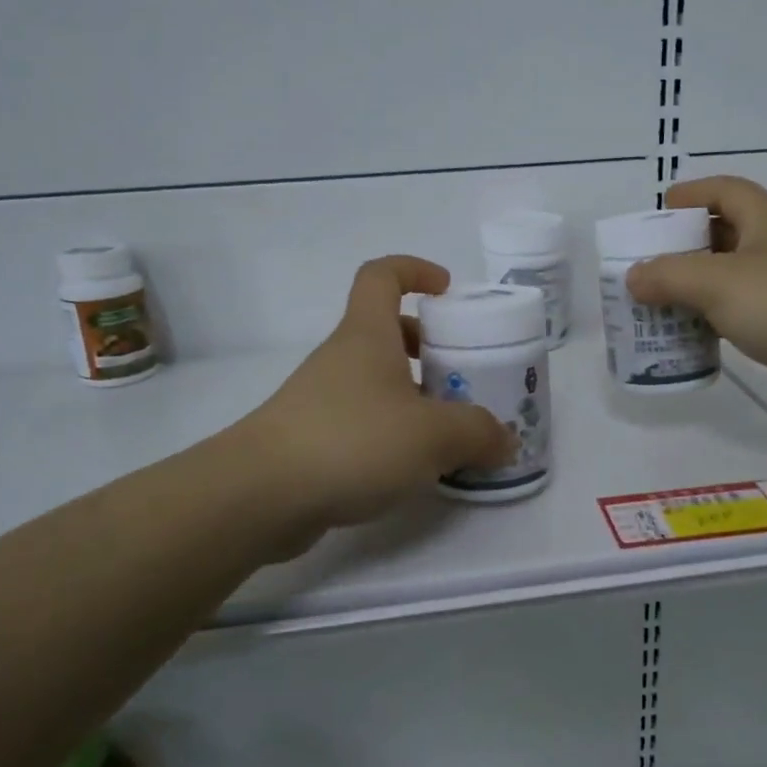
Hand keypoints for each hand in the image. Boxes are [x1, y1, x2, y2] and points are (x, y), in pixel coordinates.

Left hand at [239, 256, 514, 536]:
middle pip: (386, 332)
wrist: (260, 495)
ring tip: (450, 431)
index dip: (415, 270)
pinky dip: (391, 432)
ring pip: (376, 381)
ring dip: (413, 396)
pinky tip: (413, 467)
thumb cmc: (353, 441)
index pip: (382, 275)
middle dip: (429, 347)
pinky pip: (362, 421)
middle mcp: (342, 359)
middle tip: (464, 375)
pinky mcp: (311, 440)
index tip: (447, 290)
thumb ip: (479, 434)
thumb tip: (505, 440)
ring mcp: (321, 399)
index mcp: (368, 336)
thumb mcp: (434, 436)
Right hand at [624, 176, 766, 410]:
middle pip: (726, 233)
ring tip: (664, 303)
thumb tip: (632, 277)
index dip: (690, 195)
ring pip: (736, 275)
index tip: (657, 215)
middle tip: (650, 266)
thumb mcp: (717, 283)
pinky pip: (749, 309)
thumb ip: (668, 277)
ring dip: (700, 286)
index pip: (724, 190)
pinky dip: (721, 316)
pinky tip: (700, 335)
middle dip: (686, 247)